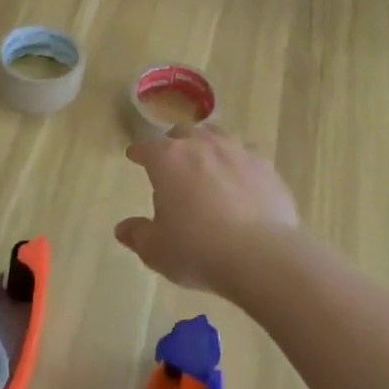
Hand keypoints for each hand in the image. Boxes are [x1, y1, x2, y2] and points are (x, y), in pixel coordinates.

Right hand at [117, 125, 299, 295]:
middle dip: (174, 144)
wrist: (262, 256)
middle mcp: (201, 145)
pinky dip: (237, 163)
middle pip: (183, 133)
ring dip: (207, 146)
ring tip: (206, 163)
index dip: (138, 153)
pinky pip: (246, 155)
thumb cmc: (198, 250)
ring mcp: (237, 152)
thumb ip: (138, 235)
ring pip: (217, 137)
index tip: (134, 157)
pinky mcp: (265, 167)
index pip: (146, 147)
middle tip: (172, 162)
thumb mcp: (157, 250)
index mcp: (168, 159)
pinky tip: (240, 180)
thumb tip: (123, 229)